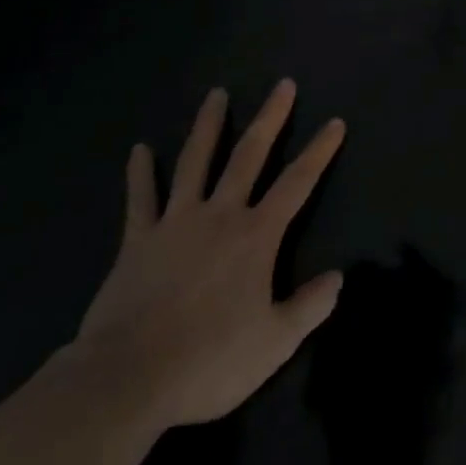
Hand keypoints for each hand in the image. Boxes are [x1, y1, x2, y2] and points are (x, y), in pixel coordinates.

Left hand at [76, 80, 344, 431]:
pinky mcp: (138, 241)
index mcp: (256, 235)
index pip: (298, 182)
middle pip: (249, 155)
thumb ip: (309, 307)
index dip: (319, 151)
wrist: (127, 380)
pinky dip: (141, 173)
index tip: (335, 122)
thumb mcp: (274, 344)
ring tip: (216, 94)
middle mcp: (220, 215)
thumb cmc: (209, 361)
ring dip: (208, 126)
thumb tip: (338, 278)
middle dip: (270, 118)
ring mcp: (176, 223)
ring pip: (195, 162)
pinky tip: (140, 149)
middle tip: (283, 85)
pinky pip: (140, 199)